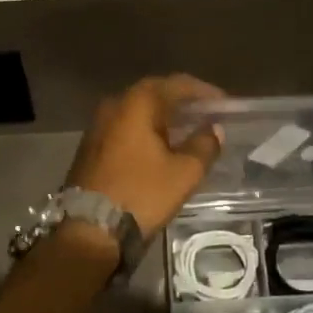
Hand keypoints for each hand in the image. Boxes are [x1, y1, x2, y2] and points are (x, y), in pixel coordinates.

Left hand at [65, 75, 225, 239]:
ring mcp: (97, 125)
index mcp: (137, 103)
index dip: (204, 92)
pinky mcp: (90, 145)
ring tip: (187, 131)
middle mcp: (114, 104)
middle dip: (182, 103)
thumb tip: (213, 130)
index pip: (177, 85)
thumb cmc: (141, 194)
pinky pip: (125, 127)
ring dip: (163, 118)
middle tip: (207, 115)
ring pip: (138, 112)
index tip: (224, 104)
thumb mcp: (184, 173)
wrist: (89, 228)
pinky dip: (146, 131)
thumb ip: (204, 146)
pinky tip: (160, 146)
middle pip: (155, 94)